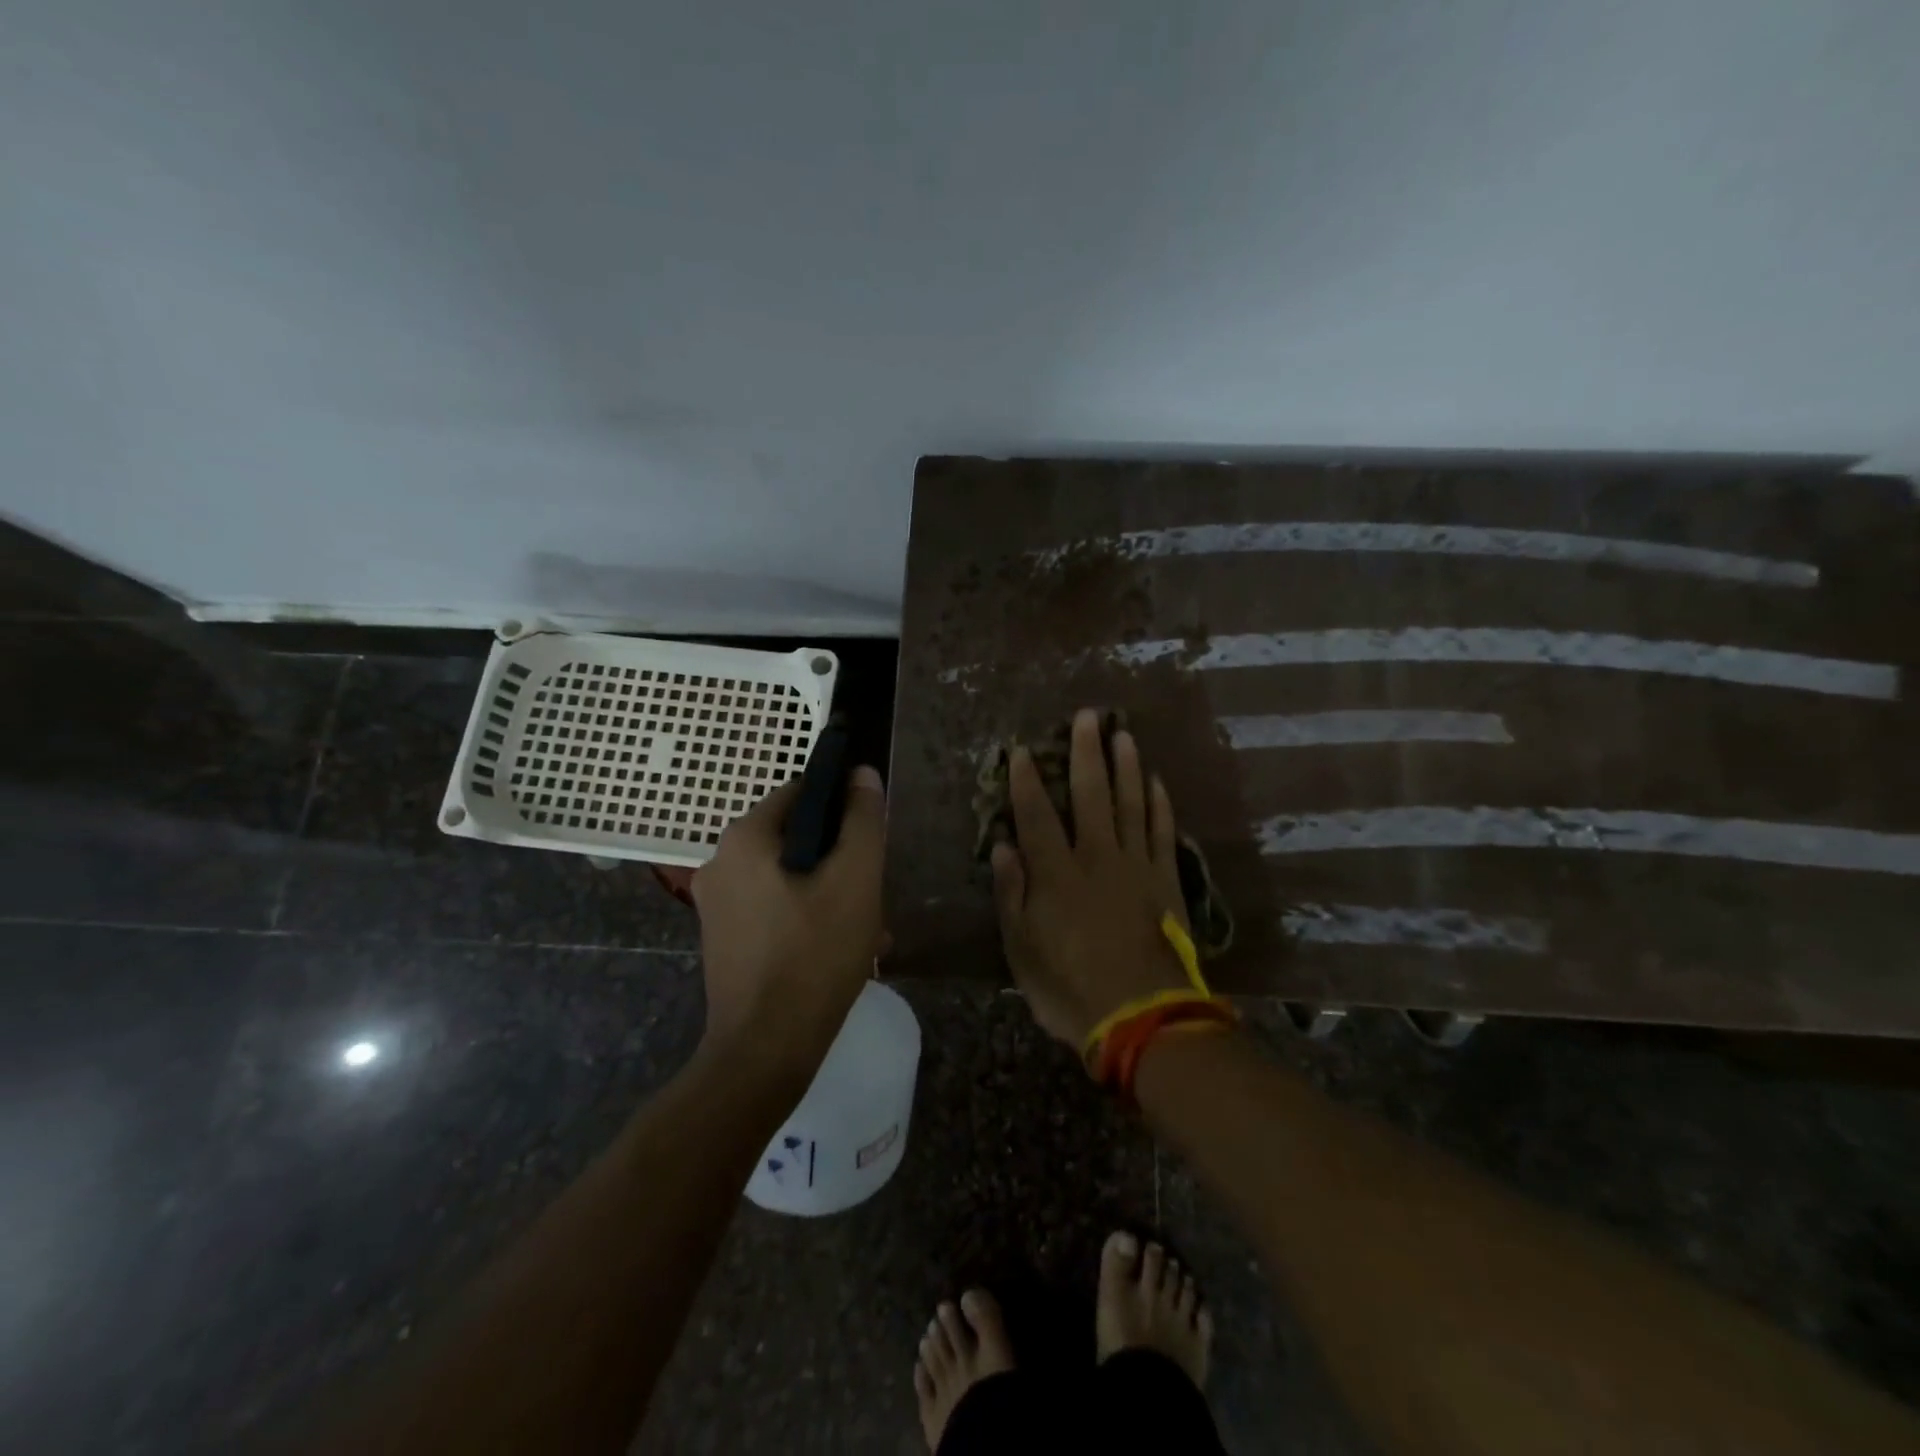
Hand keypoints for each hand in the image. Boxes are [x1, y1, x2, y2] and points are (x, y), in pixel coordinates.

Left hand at [690, 766, 887, 1080]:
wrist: (765, 1050)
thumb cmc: (814, 954)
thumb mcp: (855, 880)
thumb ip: (862, 821)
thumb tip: (861, 773)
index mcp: (744, 838)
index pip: (800, 793)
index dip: (841, 807)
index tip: (869, 840)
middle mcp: (720, 863)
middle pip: (795, 838)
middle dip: (838, 859)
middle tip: (871, 892)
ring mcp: (717, 905)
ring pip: (788, 877)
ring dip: (828, 892)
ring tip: (866, 928)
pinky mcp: (724, 940)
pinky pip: (774, 909)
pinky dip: (806, 918)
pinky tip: (839, 950)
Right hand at [990, 709, 1191, 1046]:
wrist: (1142, 1017)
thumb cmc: (1070, 988)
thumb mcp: (1022, 950)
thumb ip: (1012, 894)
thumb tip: (1004, 846)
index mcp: (1057, 873)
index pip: (1037, 814)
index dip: (1026, 780)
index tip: (1021, 750)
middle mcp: (1097, 857)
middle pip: (1091, 794)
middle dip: (1085, 753)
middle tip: (1087, 716)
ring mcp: (1137, 866)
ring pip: (1131, 804)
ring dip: (1126, 766)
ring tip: (1123, 734)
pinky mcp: (1167, 880)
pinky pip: (1163, 833)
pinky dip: (1160, 805)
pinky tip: (1157, 782)